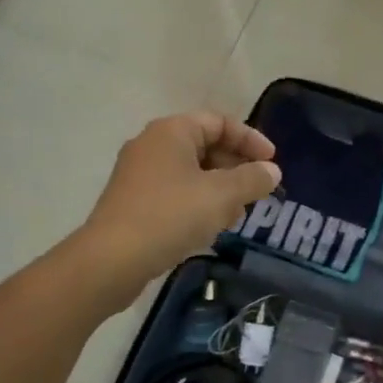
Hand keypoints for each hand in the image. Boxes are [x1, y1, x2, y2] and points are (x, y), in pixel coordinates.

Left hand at [80, 111, 280, 295]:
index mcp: (172, 131)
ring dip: (219, 189)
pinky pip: (175, 192)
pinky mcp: (133, 202)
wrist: (110, 261)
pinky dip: (198, 203)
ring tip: (236, 214)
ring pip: (191, 172)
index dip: (250, 139)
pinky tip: (210, 228)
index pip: (220, 122)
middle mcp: (152, 145)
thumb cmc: (170, 216)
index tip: (272, 163)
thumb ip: (252, 180)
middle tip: (256, 191)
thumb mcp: (221, 196)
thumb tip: (271, 171)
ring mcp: (139, 174)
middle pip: (205, 145)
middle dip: (236, 167)